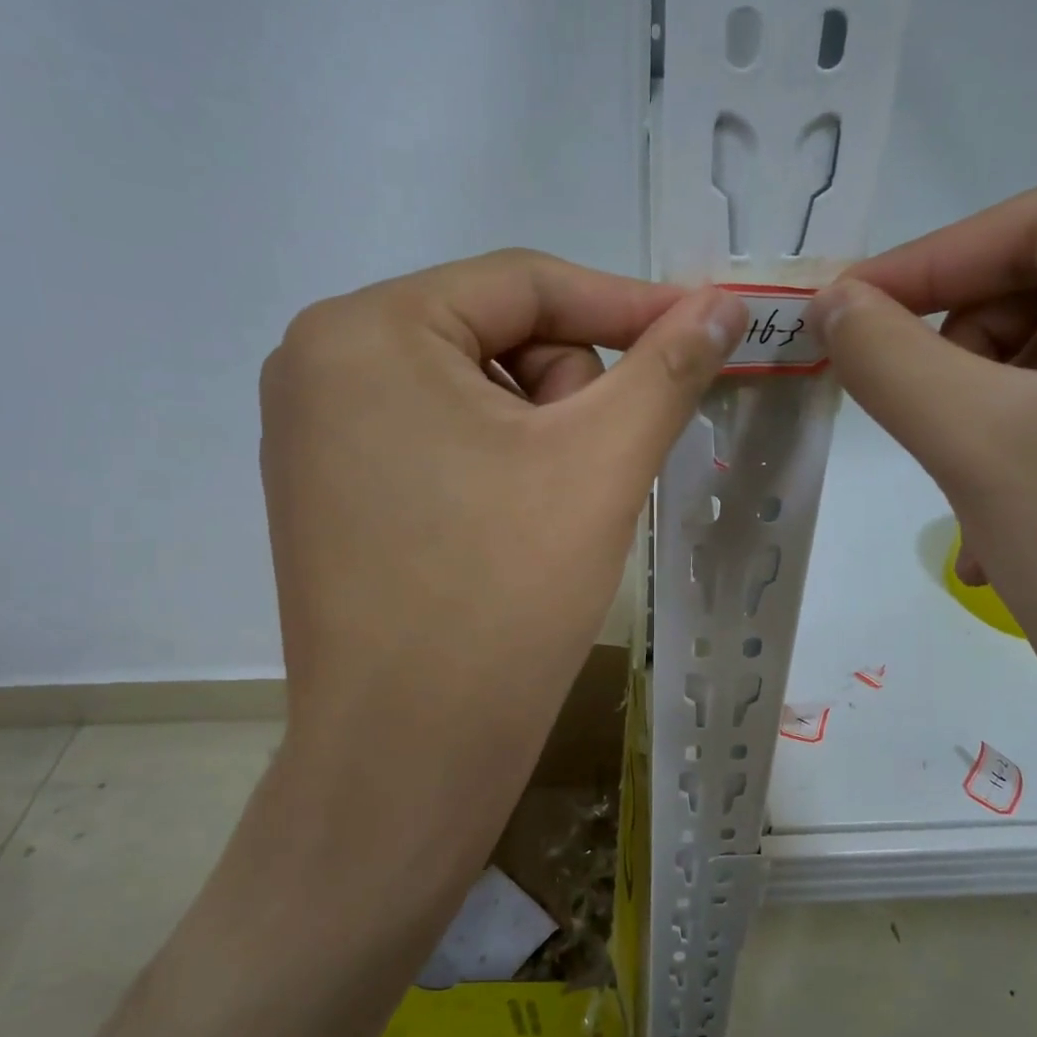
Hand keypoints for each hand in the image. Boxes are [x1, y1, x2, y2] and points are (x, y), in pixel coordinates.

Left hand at [258, 250, 743, 872]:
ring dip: (538, 434)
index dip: (626, 305)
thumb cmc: (503, 593)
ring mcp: (312, 432)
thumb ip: (668, 365)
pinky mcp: (326, 491)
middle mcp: (318, 363)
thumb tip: (724, 302)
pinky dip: (497, 465)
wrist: (409, 754)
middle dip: (568, 392)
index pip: (523, 283)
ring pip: (471, 391)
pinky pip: (436, 440)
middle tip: (597, 471)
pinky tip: (513, 528)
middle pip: (494, 336)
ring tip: (554, 513)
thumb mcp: (601, 462)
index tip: (703, 331)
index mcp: (365, 330)